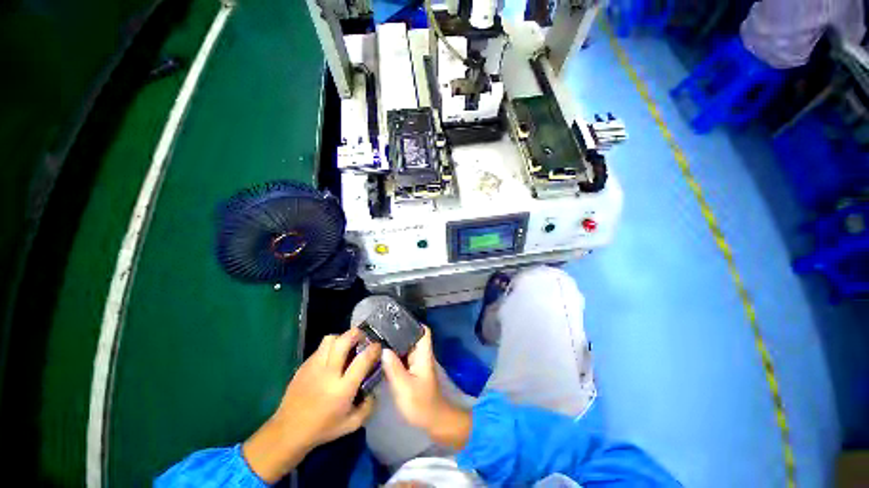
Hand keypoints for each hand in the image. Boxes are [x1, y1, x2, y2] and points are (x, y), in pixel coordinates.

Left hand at [243, 329, 380, 482]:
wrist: (288, 432)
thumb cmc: (322, 429)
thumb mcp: (352, 424)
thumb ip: (368, 406)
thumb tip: (374, 389)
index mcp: (343, 388)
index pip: (363, 359)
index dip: (374, 349)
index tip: (378, 347)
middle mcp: (329, 372)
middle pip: (345, 340)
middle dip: (357, 334)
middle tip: (363, 340)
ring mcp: (314, 367)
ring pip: (331, 339)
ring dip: (342, 338)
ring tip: (346, 347)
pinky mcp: (304, 365)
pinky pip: (320, 348)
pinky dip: (330, 347)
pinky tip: (332, 359)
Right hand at [381, 327, 470, 448]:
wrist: (432, 421)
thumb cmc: (421, 404)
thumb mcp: (405, 387)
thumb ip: (394, 368)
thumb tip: (383, 349)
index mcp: (423, 354)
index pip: (423, 331)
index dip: (412, 322)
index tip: (396, 318)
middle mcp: (421, 355)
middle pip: (412, 336)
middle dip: (398, 331)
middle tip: (379, 328)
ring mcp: (417, 363)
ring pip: (406, 346)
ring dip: (394, 342)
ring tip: (376, 338)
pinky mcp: (412, 371)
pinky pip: (402, 357)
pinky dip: (393, 354)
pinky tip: (381, 355)